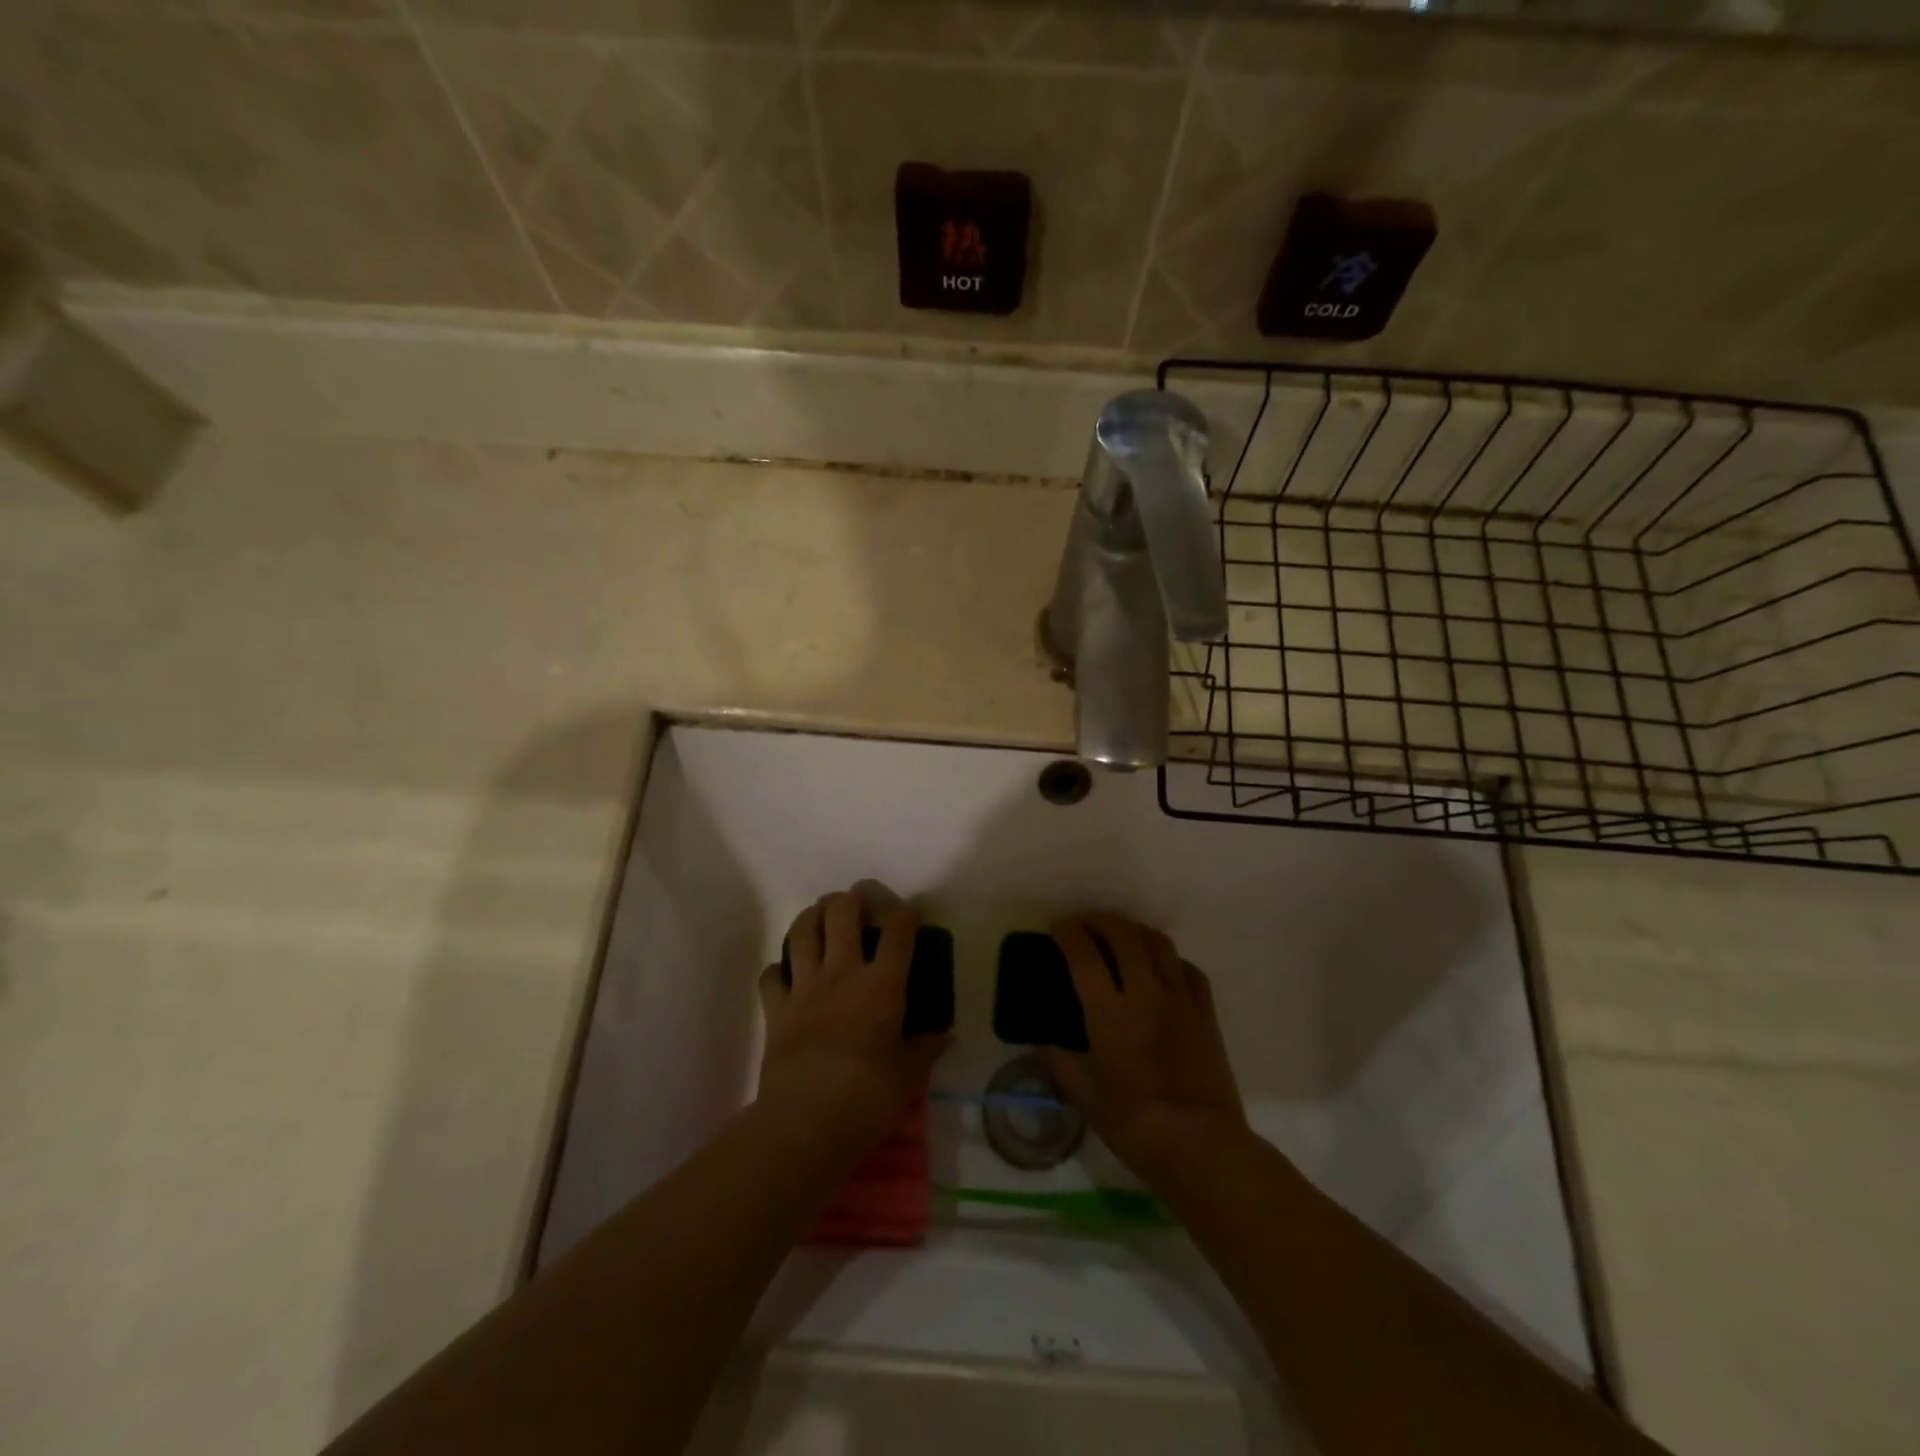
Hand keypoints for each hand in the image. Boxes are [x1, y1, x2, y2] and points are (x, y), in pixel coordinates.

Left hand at [756, 887, 950, 1152]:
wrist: (807, 1121)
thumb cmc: (869, 1097)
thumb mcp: (909, 1076)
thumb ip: (925, 1049)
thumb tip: (944, 1035)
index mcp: (882, 984)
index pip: (898, 932)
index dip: (906, 912)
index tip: (912, 908)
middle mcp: (842, 973)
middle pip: (842, 913)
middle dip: (851, 899)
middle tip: (858, 904)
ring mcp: (805, 987)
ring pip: (802, 931)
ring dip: (812, 916)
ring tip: (820, 916)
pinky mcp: (776, 1010)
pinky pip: (771, 975)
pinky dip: (778, 969)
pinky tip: (786, 974)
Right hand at [1044, 913, 1247, 1188]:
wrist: (1202, 1147)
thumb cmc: (1135, 1125)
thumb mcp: (1086, 1099)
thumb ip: (1060, 1065)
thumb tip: (1041, 1047)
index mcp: (1109, 1013)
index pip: (1083, 955)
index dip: (1068, 933)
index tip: (1057, 927)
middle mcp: (1145, 994)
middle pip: (1124, 936)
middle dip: (1101, 920)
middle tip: (1086, 924)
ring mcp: (1180, 1000)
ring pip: (1159, 944)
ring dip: (1135, 931)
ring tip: (1122, 935)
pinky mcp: (1206, 1014)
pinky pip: (1189, 970)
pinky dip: (1170, 959)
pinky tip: (1162, 968)